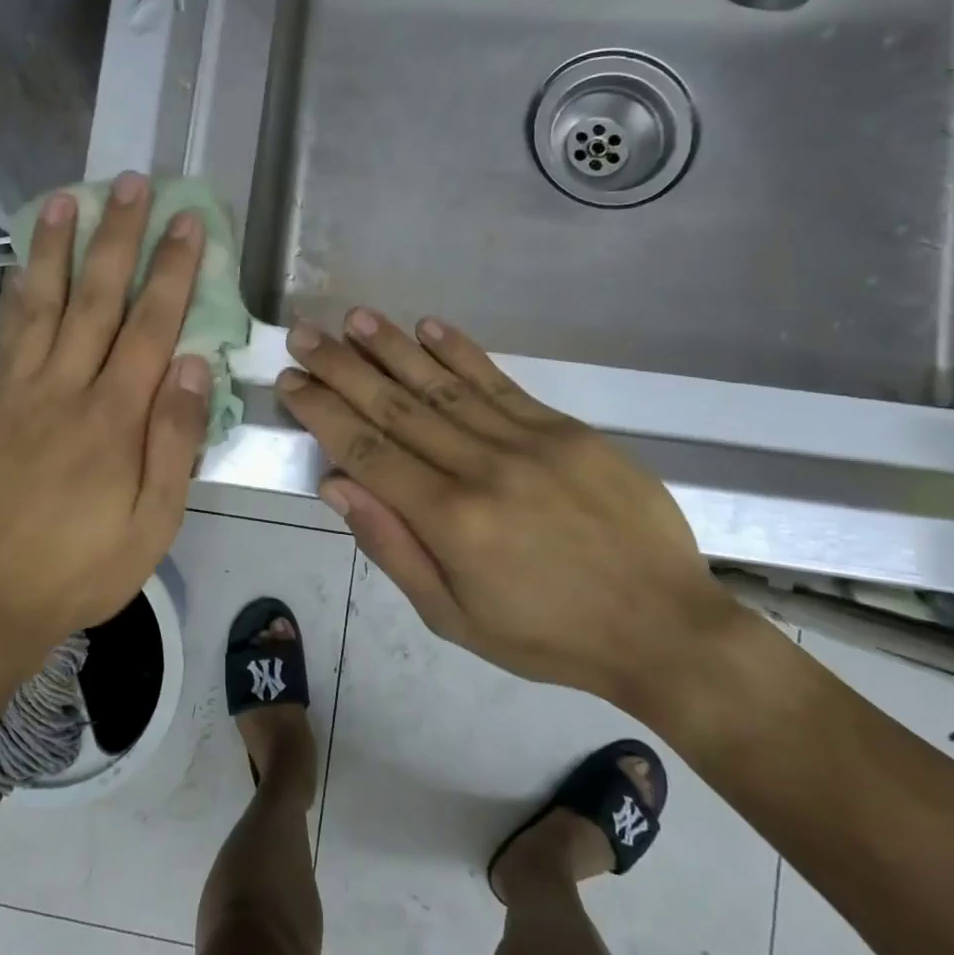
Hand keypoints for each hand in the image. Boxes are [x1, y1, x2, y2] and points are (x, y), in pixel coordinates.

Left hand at [0, 175, 211, 672]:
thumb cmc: (83, 568)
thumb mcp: (153, 523)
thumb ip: (174, 440)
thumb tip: (193, 362)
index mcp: (113, 419)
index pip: (151, 326)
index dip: (172, 270)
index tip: (187, 222)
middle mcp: (65, 389)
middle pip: (98, 298)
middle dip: (120, 237)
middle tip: (133, 183)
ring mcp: (19, 392)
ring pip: (44, 304)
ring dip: (59, 247)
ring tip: (69, 196)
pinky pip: (7, 334)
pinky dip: (20, 291)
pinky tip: (27, 265)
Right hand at [276, 309, 737, 702]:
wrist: (663, 627)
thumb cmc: (546, 635)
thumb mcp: (453, 616)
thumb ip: (391, 547)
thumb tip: (336, 484)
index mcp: (449, 521)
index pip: (367, 451)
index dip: (322, 412)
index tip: (290, 381)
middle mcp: (481, 468)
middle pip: (395, 407)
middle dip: (341, 368)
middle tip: (303, 334)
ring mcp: (527, 441)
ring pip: (442, 384)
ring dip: (392, 347)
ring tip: (353, 319)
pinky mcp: (565, 429)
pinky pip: (499, 382)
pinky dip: (460, 351)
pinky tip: (427, 326)